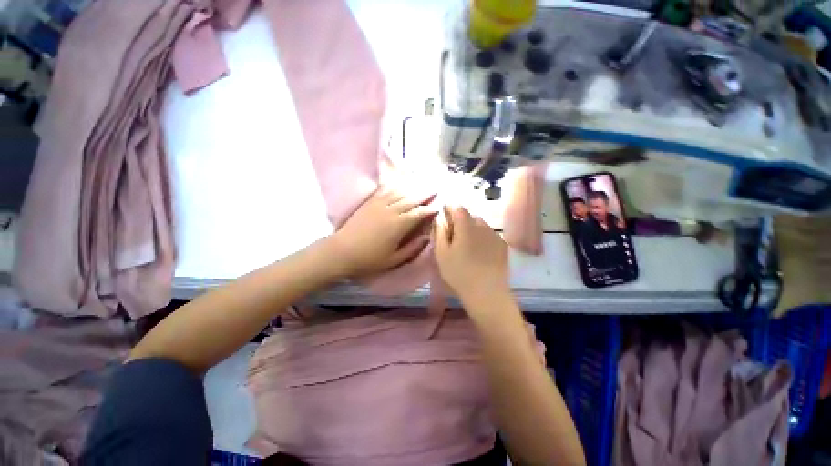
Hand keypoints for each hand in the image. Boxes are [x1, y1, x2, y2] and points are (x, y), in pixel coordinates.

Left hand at [330, 187, 437, 277]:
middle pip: (411, 199)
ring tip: (421, 185)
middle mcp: (391, 210)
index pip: (419, 213)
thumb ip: (413, 248)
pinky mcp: (370, 202)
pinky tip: (400, 184)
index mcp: (399, 225)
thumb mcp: (394, 260)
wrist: (342, 251)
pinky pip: (385, 190)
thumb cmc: (370, 259)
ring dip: (412, 188)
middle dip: (425, 194)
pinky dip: (395, 186)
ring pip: (400, 192)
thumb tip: (427, 238)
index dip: (430, 209)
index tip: (438, 206)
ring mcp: (379, 204)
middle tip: (435, 189)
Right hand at [433, 206, 511, 309]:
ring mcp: (494, 235)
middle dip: (460, 221)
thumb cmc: (459, 273)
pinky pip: (489, 234)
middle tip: (454, 235)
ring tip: (467, 244)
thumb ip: (439, 232)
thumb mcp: (441, 253)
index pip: (458, 208)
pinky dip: (482, 237)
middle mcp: (482, 226)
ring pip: (480, 225)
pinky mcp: (502, 245)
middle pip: (470, 216)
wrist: (487, 292)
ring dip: (472, 229)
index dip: (450, 209)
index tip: (444, 216)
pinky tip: (479, 251)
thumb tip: (440, 218)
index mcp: (466, 226)